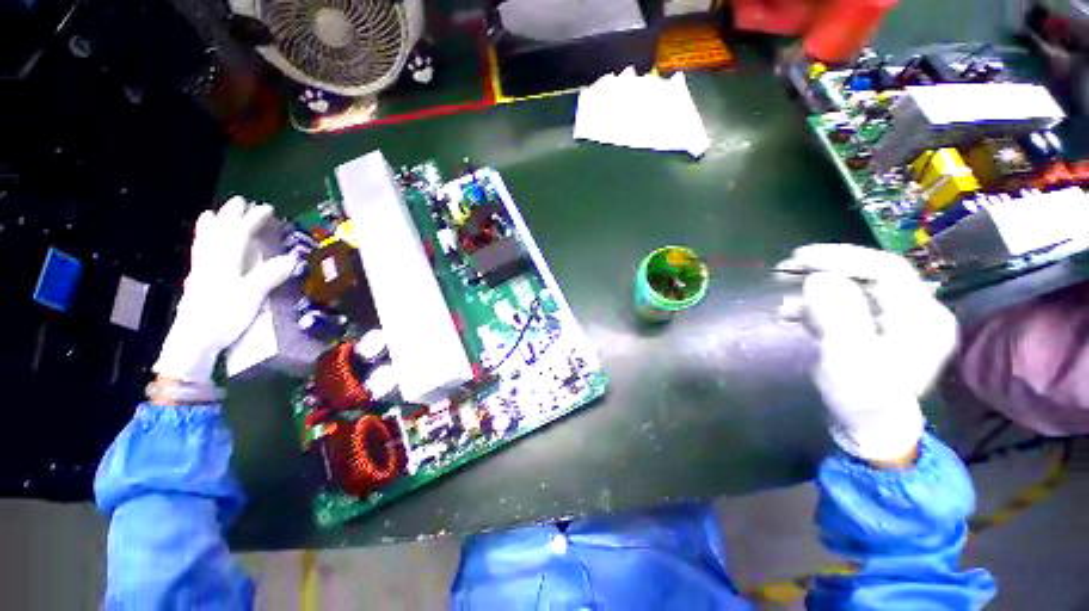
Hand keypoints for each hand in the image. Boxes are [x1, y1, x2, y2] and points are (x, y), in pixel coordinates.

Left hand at [153, 197, 297, 383]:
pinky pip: (198, 246)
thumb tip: (292, 259)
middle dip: (234, 211)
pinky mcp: (193, 275)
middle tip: (244, 206)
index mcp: (229, 250)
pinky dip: (203, 238)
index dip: (257, 214)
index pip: (245, 224)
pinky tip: (203, 245)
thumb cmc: (223, 315)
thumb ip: (269, 275)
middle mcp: (213, 249)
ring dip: (214, 219)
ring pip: (206, 230)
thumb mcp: (251, 296)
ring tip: (218, 216)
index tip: (268, 209)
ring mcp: (200, 261)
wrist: (194, 338)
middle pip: (223, 220)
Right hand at [776, 244, 957, 464]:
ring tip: (789, 304)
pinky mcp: (893, 327)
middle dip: (830, 275)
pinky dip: (834, 305)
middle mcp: (925, 310)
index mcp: (926, 318)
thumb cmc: (866, 407)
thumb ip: (839, 317)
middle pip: (875, 276)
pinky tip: (805, 314)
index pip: (886, 269)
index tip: (802, 259)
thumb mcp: (851, 365)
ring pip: (865, 289)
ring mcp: (911, 318)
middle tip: (791, 273)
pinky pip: (863, 304)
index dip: (843, 258)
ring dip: (826, 292)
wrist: (872, 441)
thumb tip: (818, 279)